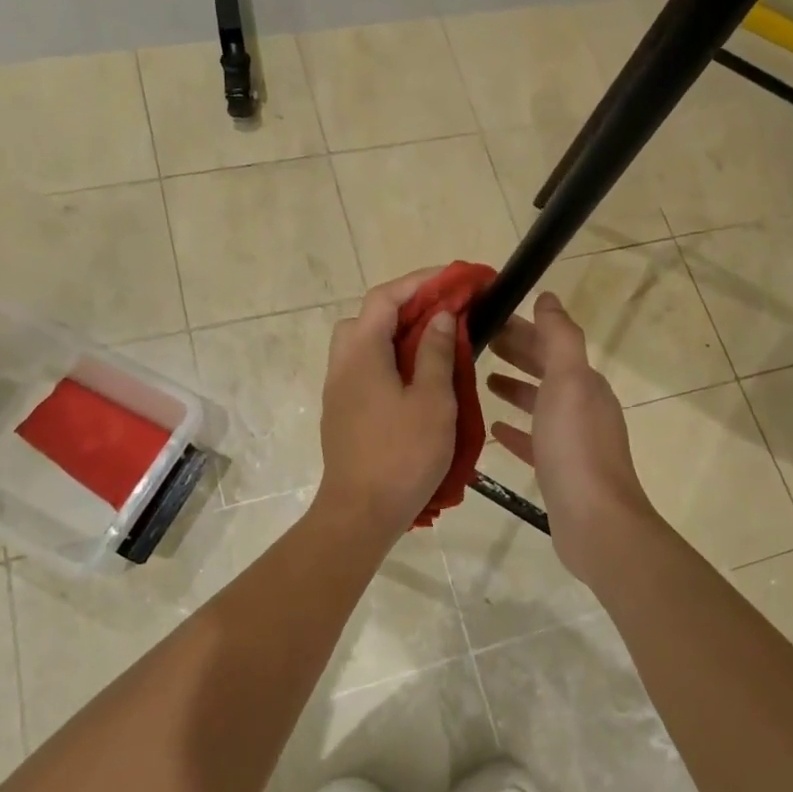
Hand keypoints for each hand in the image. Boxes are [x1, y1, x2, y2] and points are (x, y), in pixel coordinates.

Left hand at [313, 269, 458, 540]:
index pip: (385, 298)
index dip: (420, 282)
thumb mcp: (432, 401)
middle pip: (368, 317)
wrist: (361, 512)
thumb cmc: (402, 455)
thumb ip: (435, 353)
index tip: (454, 279)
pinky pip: (364, 369)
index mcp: (362, 353)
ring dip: (396, 334)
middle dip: (405, 306)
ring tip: (434, 344)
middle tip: (443, 312)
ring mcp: (338, 389)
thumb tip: (439, 317)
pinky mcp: (343, 412)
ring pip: (363, 344)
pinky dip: (389, 359)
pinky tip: (416, 378)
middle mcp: (342, 364)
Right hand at [486, 292, 656, 582]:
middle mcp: (582, 406)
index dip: (523, 328)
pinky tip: (494, 426)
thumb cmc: (576, 446)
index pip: (552, 343)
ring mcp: (572, 440)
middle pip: (546, 370)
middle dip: (517, 353)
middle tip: (478, 342)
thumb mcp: (568, 381)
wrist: (594, 519)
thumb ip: (559, 337)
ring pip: (540, 404)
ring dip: (515, 388)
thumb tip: (549, 298)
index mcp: (585, 382)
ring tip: (482, 379)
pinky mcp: (559, 470)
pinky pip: (534, 440)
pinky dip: (516, 429)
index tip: (489, 318)